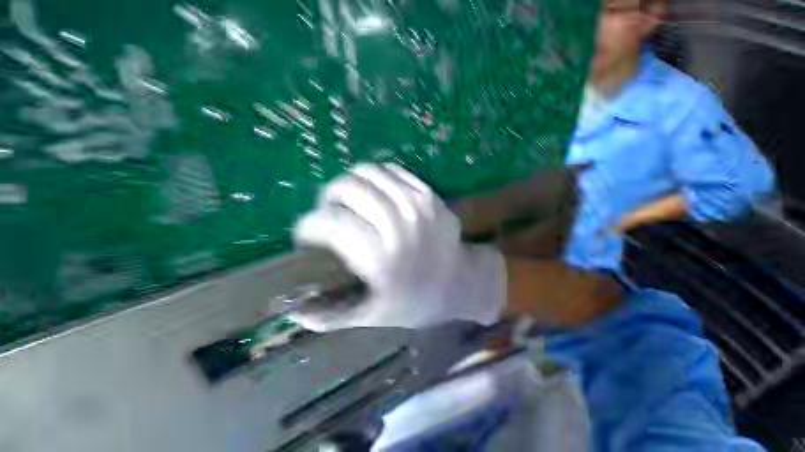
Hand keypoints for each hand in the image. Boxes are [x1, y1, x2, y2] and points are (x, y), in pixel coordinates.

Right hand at [292, 163, 505, 331]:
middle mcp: (399, 227)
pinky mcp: (428, 195)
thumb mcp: (372, 317)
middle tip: (329, 213)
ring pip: (369, 173)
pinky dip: (375, 177)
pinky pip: (392, 171)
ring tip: (349, 200)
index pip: (332, 225)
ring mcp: (417, 205)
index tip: (305, 234)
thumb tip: (293, 310)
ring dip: (350, 184)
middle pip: (349, 189)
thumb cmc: (416, 303)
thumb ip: (331, 315)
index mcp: (382, 261)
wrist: (461, 282)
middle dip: (328, 199)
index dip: (309, 226)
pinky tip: (374, 193)